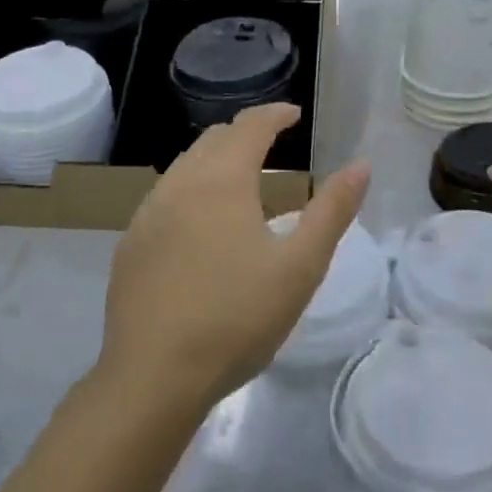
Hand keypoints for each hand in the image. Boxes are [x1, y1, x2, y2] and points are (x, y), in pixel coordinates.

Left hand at [98, 104, 370, 413]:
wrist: (153, 378)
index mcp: (223, 180)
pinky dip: (191, 190)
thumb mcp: (300, 267)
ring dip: (215, 161)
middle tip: (272, 145)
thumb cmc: (237, 318)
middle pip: (214, 139)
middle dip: (245, 134)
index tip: (294, 114)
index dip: (274, 114)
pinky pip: (165, 197)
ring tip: (240, 184)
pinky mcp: (130, 245)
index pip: (250, 126)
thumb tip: (361, 165)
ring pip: (185, 166)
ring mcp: (148, 214)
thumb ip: (333, 211)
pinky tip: (201, 226)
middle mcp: (180, 183)